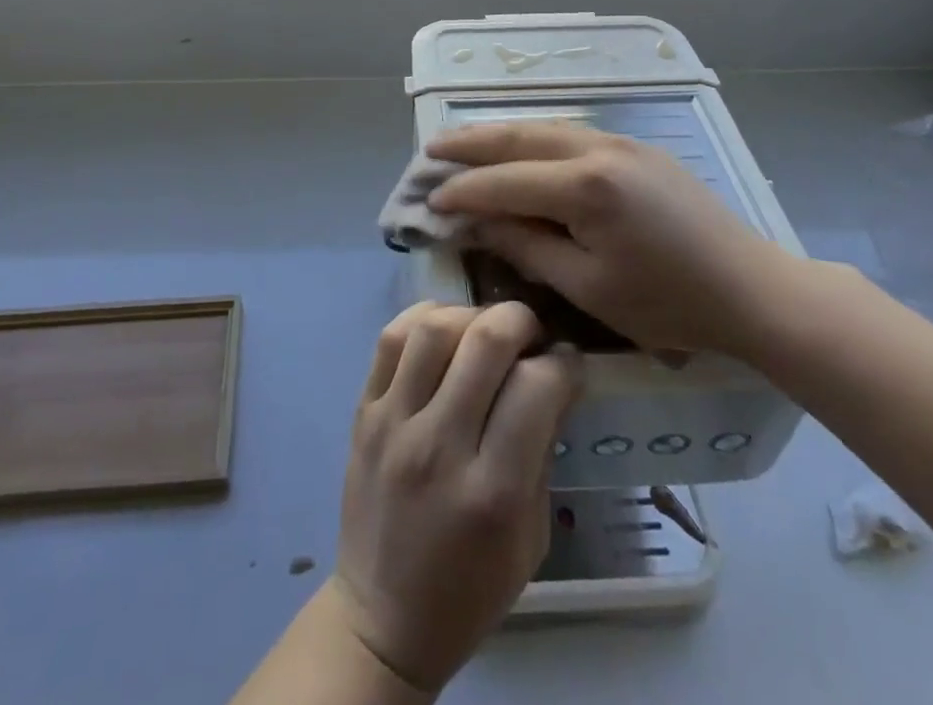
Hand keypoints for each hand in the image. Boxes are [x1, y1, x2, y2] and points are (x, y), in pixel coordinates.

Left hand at [331, 302, 579, 694]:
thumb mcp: (530, 539)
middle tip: (532, 336)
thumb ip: (542, 454)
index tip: (569, 363)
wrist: (383, 616)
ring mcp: (394, 422)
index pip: (537, 388)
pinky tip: (445, 330)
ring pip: (435, 326)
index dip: (565, 362)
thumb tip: (555, 380)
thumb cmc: (470, 587)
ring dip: (472, 315)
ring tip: (485, 332)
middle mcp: (440, 446)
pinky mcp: (363, 410)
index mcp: (492, 492)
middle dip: (522, 321)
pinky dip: (424, 317)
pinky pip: (391, 337)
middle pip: (486, 341)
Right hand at [426, 122, 807, 358]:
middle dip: (471, 144)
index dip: (464, 191)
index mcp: (585, 187)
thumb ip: (528, 246)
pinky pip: (571, 132)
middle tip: (431, 148)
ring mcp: (621, 142)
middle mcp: (598, 149)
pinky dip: (534, 137)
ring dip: (500, 133)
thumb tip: (480, 221)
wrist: (753, 289)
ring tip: (464, 140)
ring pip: (545, 127)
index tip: (429, 200)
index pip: (505, 181)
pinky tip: (520, 146)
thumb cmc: (669, 303)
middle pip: (519, 137)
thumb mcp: (590, 287)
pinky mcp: (637, 148)